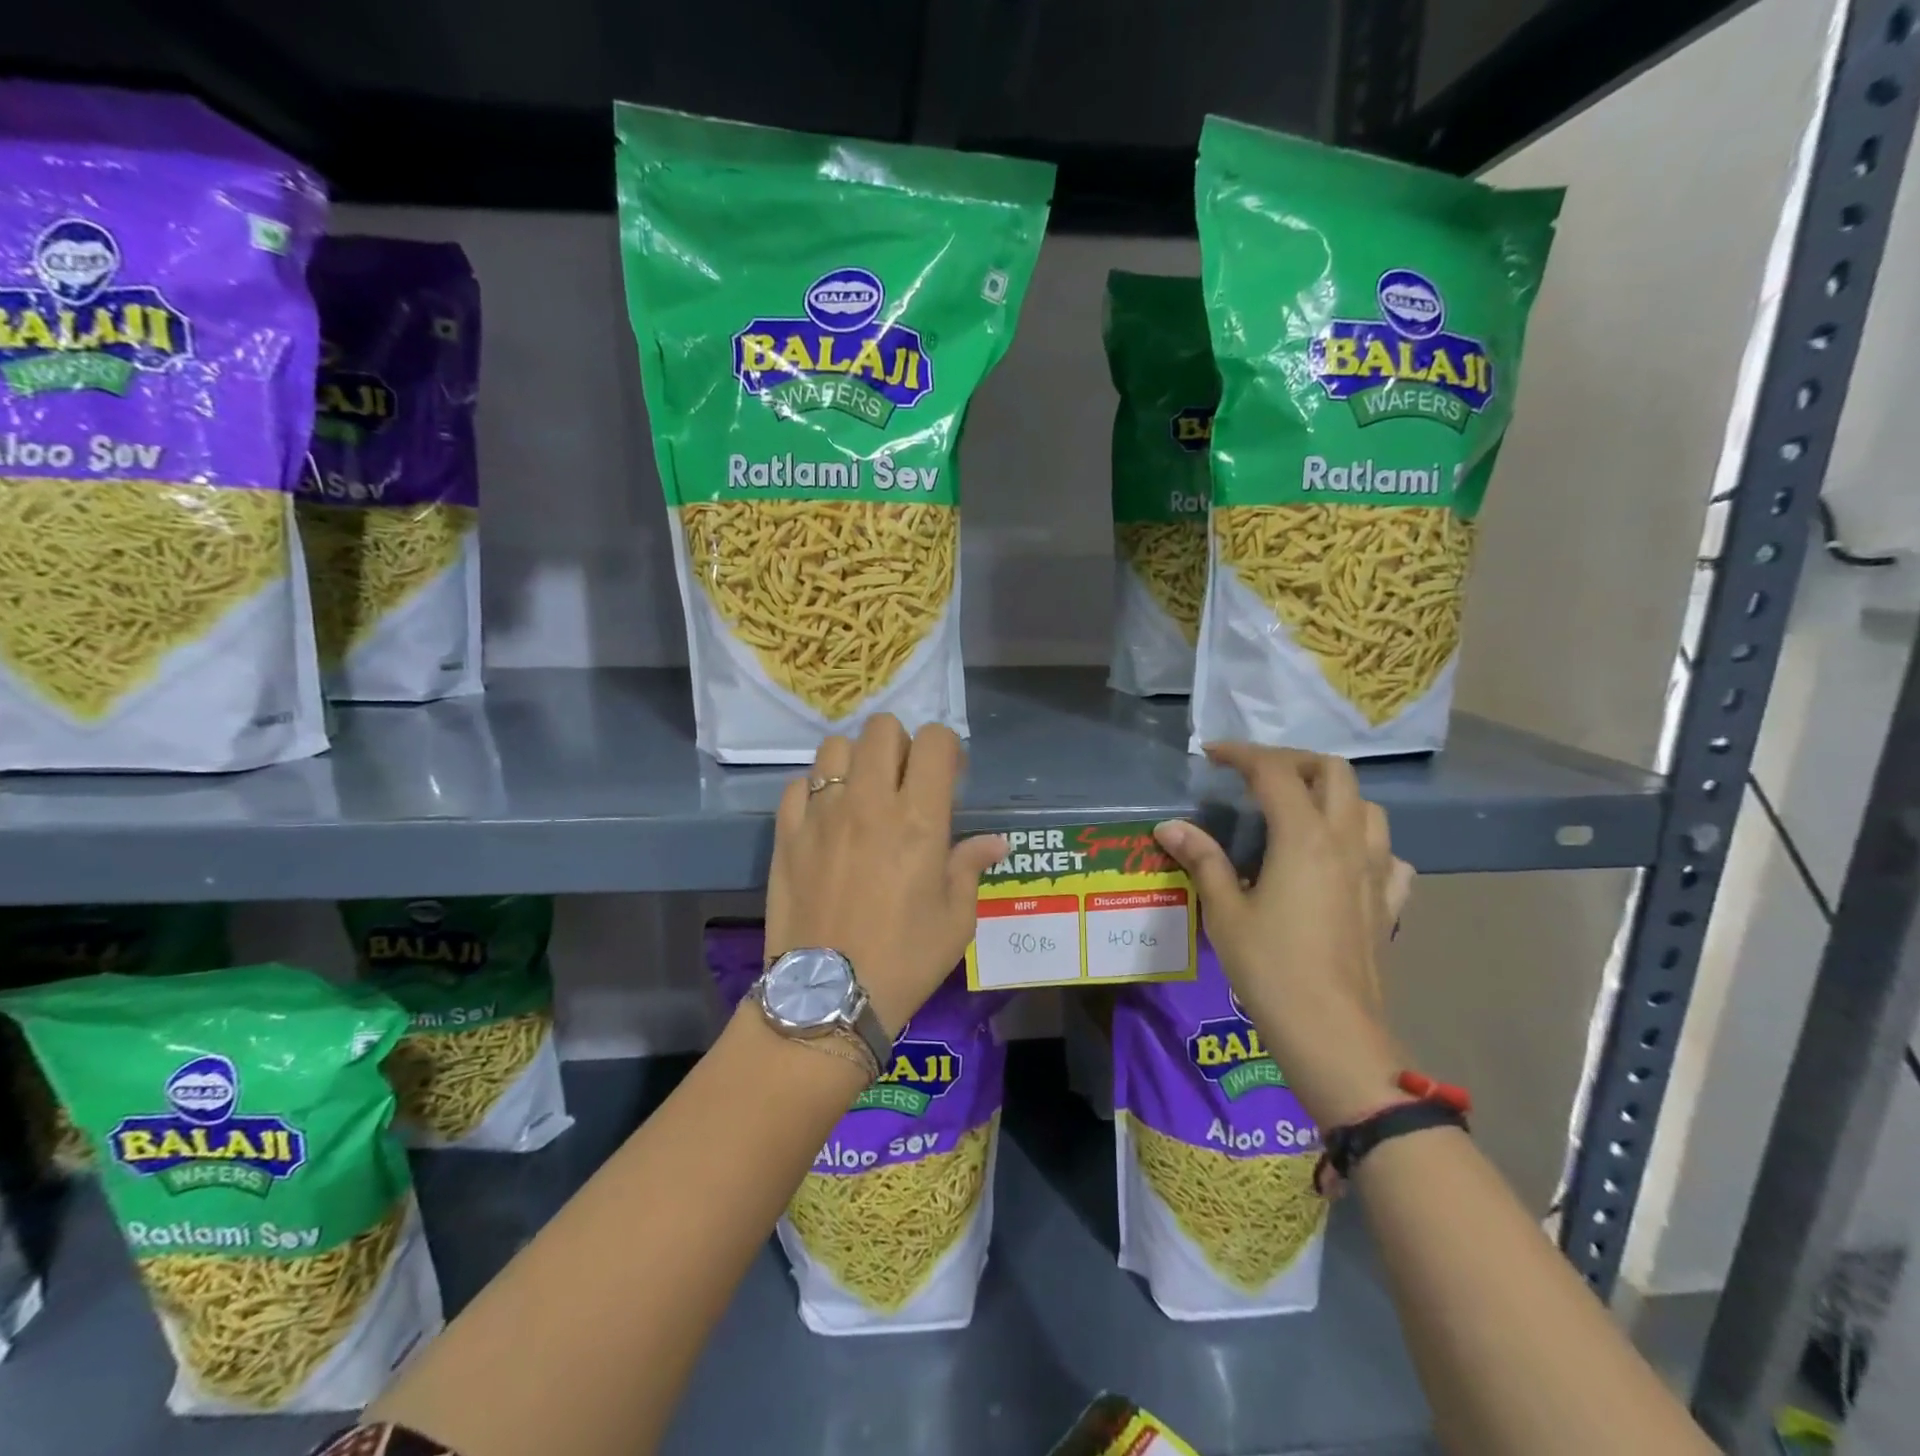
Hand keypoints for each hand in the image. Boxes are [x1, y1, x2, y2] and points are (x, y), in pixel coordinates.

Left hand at [765, 715, 1007, 1038]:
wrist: (827, 997)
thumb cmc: (904, 960)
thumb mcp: (956, 920)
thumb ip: (970, 867)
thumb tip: (994, 842)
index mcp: (919, 819)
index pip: (934, 741)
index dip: (947, 749)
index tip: (950, 777)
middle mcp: (868, 802)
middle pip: (882, 728)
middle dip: (901, 743)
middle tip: (906, 781)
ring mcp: (821, 814)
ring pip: (835, 746)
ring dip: (856, 759)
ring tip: (863, 793)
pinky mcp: (787, 833)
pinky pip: (798, 785)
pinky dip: (816, 790)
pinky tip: (826, 818)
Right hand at [1154, 744, 1413, 1128]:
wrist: (1332, 1033)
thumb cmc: (1270, 967)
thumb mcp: (1225, 910)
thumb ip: (1203, 860)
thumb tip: (1170, 827)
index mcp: (1304, 837)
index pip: (1275, 771)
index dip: (1242, 754)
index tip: (1211, 754)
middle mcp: (1346, 842)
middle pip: (1333, 772)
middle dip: (1293, 761)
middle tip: (1256, 775)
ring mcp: (1375, 872)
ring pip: (1368, 807)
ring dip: (1333, 795)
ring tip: (1298, 810)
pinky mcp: (1387, 904)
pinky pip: (1388, 856)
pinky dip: (1365, 843)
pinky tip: (1343, 860)